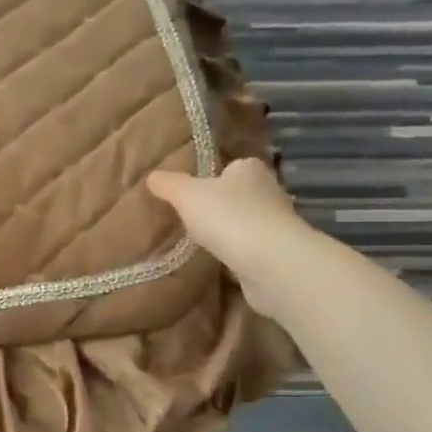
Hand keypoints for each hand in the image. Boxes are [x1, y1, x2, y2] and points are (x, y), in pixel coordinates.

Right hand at [147, 159, 312, 314]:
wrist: (270, 263)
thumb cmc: (228, 217)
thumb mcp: (186, 195)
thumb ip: (168, 184)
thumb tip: (152, 176)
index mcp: (250, 169)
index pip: (231, 167)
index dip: (212, 178)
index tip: (192, 193)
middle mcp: (270, 191)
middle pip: (240, 195)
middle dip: (221, 206)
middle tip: (192, 219)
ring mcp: (277, 224)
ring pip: (247, 223)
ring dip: (230, 233)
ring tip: (202, 244)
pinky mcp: (279, 254)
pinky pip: (251, 250)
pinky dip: (238, 255)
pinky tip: (219, 264)